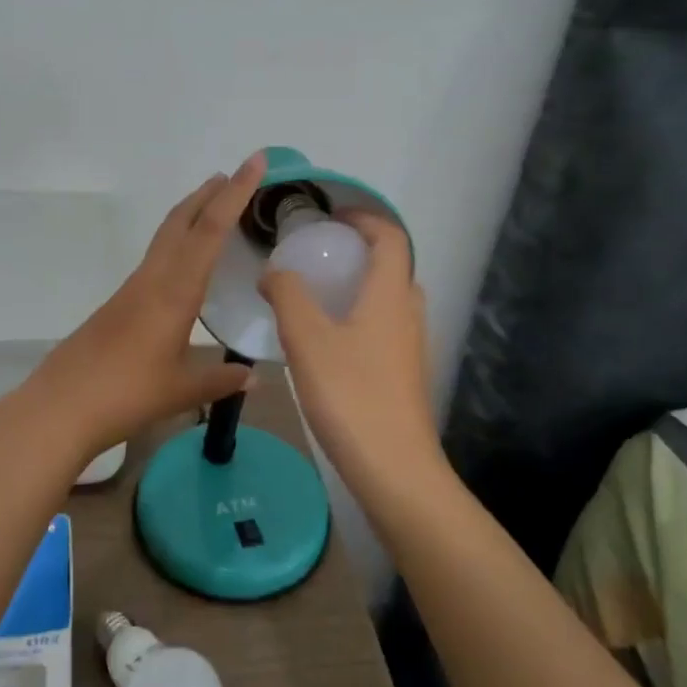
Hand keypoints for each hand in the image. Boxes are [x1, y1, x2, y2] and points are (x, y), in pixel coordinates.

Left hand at [14, 153, 268, 459]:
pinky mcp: (120, 302)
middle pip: (182, 220)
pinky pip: (157, 257)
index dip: (235, 192)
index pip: (210, 229)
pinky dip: (178, 242)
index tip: (254, 162)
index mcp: (175, 290)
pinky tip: (185, 264)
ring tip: (215, 207)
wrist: (60, 406)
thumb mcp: (182, 390)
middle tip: (235, 175)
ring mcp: (133, 288)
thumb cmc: (126, 394)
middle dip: (210, 193)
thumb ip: (219, 378)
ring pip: (166, 236)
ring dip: (192, 214)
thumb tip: (253, 376)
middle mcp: (153, 278)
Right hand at [258, 212, 445, 500]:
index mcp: (390, 294)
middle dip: (359, 250)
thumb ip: (287, 295)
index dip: (364, 218)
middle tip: (319, 255)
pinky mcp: (404, 374)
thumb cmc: (350, 394)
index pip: (391, 237)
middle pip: (393, 265)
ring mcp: (410, 346)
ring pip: (389, 298)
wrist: (394, 469)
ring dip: (359, 284)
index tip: (330, 217)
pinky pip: (384, 326)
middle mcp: (408, 313)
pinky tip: (327, 340)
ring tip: (317, 294)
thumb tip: (275, 272)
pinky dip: (359, 315)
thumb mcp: (306, 338)